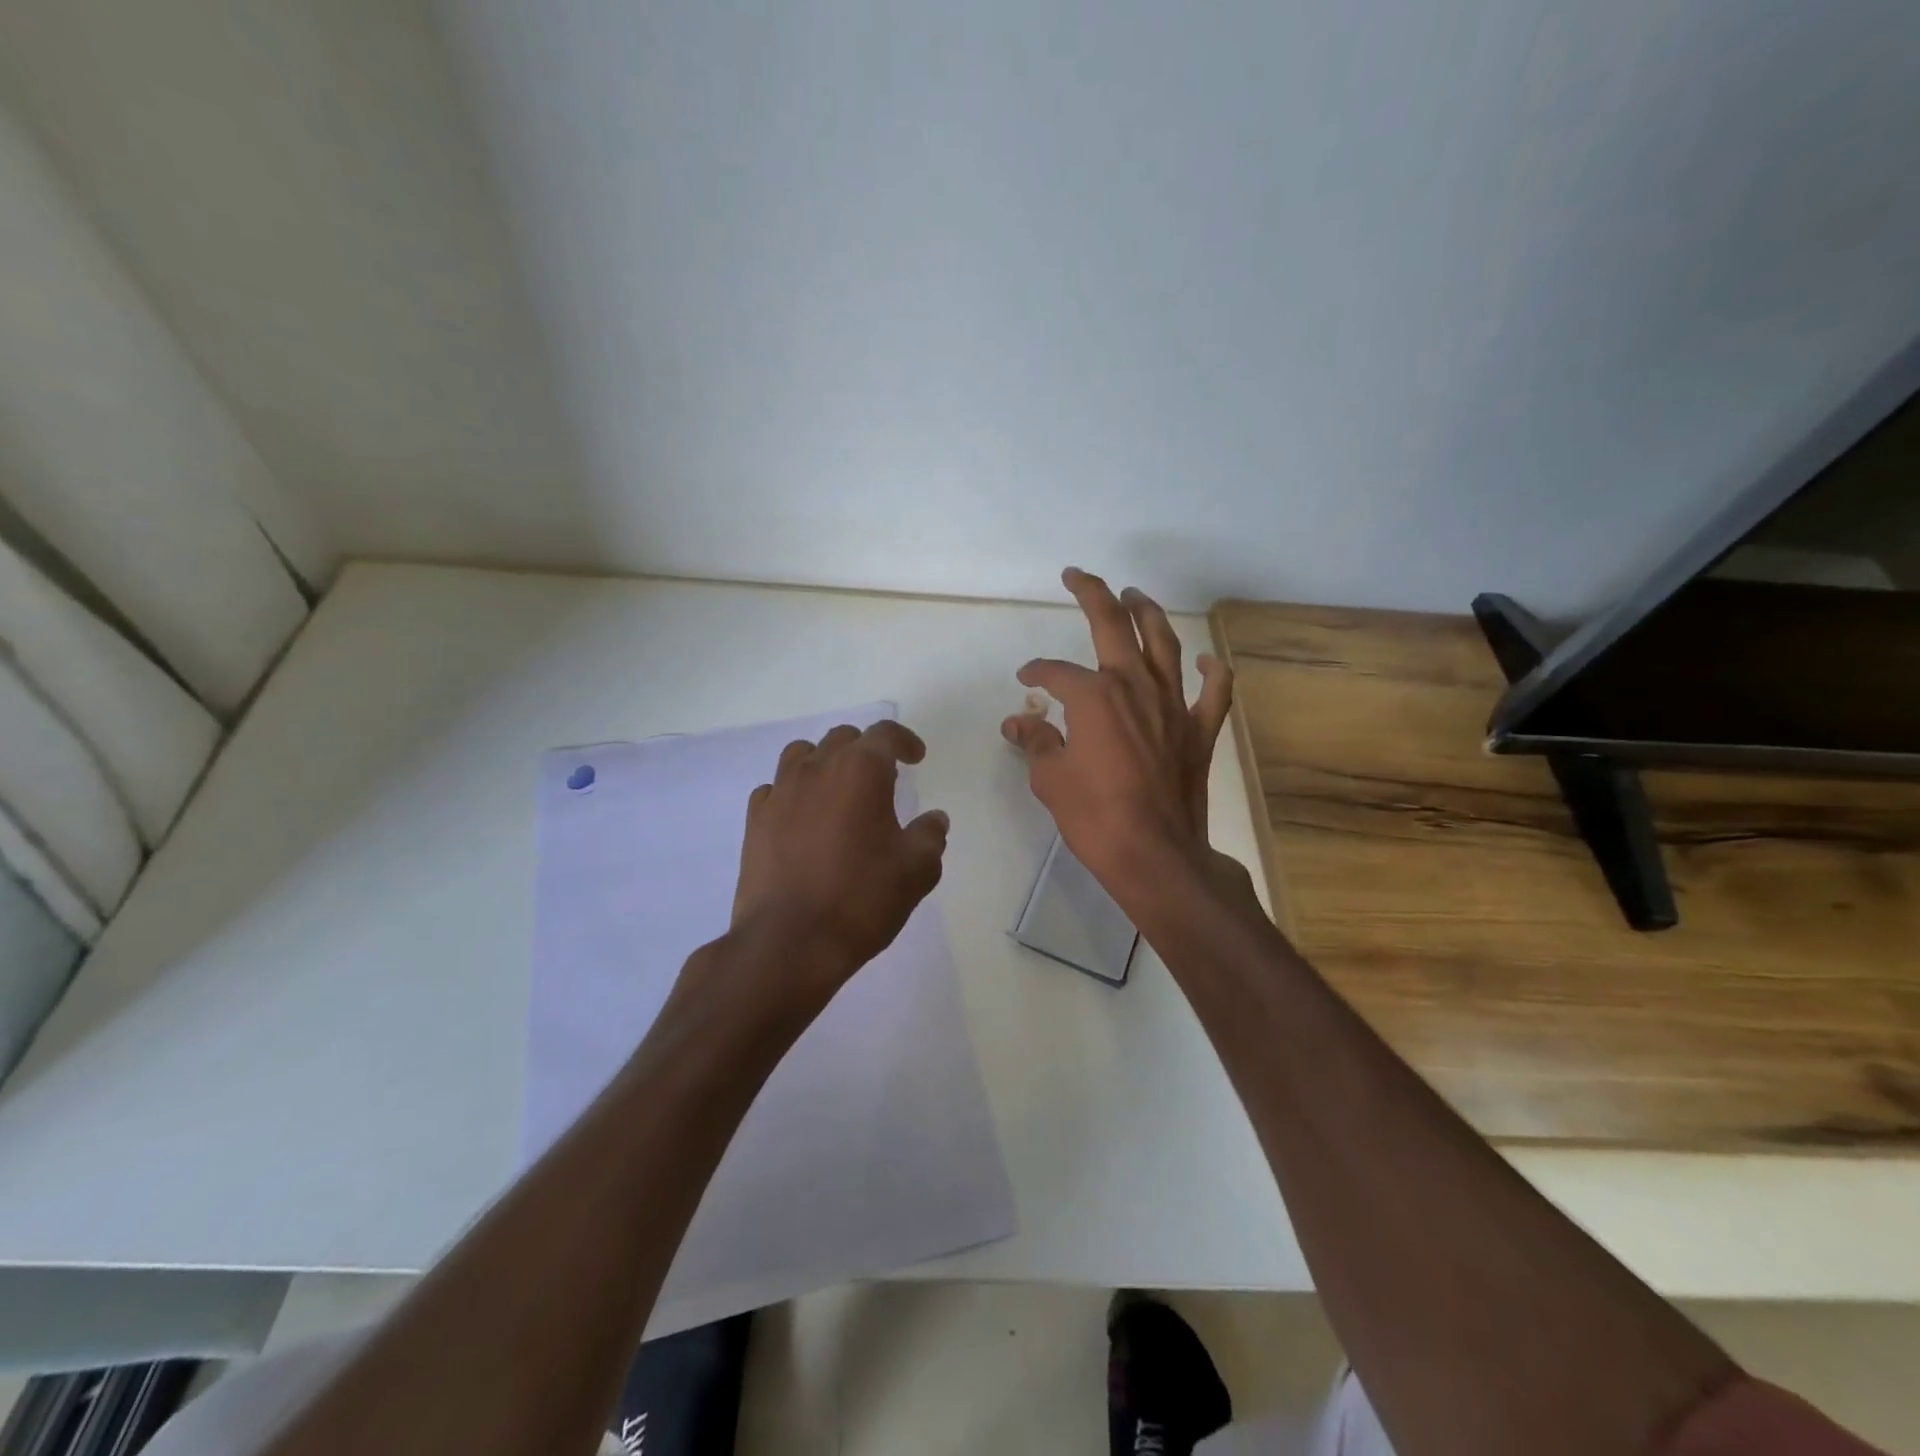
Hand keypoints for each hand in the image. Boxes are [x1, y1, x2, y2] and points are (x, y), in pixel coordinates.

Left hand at [729, 720, 949, 1006]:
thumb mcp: (916, 870)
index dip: (905, 741)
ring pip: (802, 754)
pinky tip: (803, 817)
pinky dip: (793, 792)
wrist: (789, 943)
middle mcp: (816, 769)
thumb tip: (934, 819)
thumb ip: (930, 836)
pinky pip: (775, 788)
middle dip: (866, 750)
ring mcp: (779, 793)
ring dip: (825, 762)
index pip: (884, 734)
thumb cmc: (861, 899)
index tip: (916, 758)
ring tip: (838, 790)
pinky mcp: (754, 821)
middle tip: (883, 778)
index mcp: (860, 771)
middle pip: (842, 739)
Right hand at [1002, 568, 1247, 908]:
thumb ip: (1036, 742)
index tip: (1026, 681)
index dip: (1037, 672)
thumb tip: (1017, 722)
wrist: (1155, 855)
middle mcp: (1135, 687)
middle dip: (1093, 595)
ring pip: (1164, 644)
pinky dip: (1211, 672)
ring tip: (1134, 596)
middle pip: (1113, 626)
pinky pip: (1214, 691)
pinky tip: (1205, 660)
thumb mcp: (1051, 779)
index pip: (1056, 673)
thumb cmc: (1095, 817)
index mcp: (1094, 696)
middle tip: (1077, 577)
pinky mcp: (1199, 730)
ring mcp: (1173, 705)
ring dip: (1147, 614)